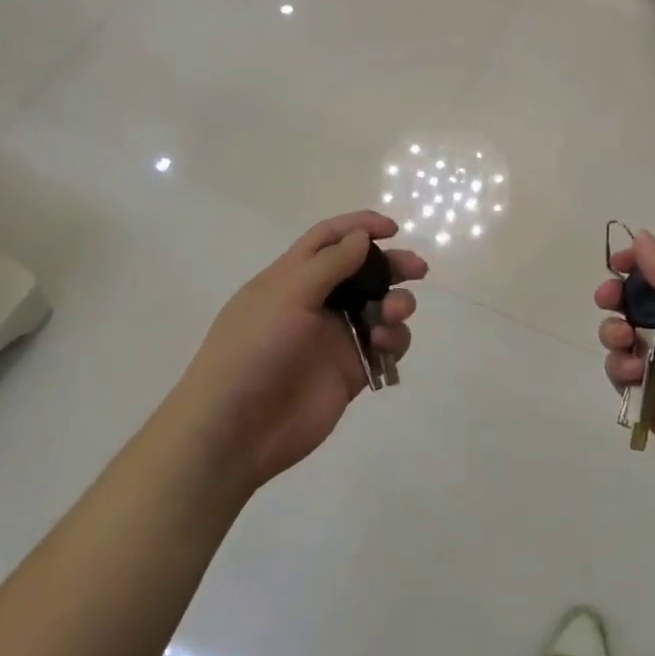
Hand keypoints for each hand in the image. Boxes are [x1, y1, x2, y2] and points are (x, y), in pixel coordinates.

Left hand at [180, 211, 425, 491]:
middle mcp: (315, 303)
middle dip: (391, 266)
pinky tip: (385, 344)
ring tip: (394, 313)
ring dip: (395, 303)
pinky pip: (383, 346)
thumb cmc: (254, 349)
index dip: (359, 227)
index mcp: (291, 278)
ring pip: (378, 308)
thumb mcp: (287, 295)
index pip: (328, 239)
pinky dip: (394, 339)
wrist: (237, 428)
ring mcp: (334, 338)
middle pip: (362, 272)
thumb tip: (361, 237)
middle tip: (418, 269)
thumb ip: (330, 264)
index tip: (391, 229)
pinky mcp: (351, 370)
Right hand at [596, 232, 654, 518]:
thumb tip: (641, 236)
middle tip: (607, 299)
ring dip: (615, 332)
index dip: (642, 264)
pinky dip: (619, 369)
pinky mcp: (654, 402)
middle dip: (620, 298)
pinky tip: (629, 374)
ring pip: (627, 338)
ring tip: (622, 342)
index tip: (616, 263)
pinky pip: (624, 375)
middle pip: (642, 304)